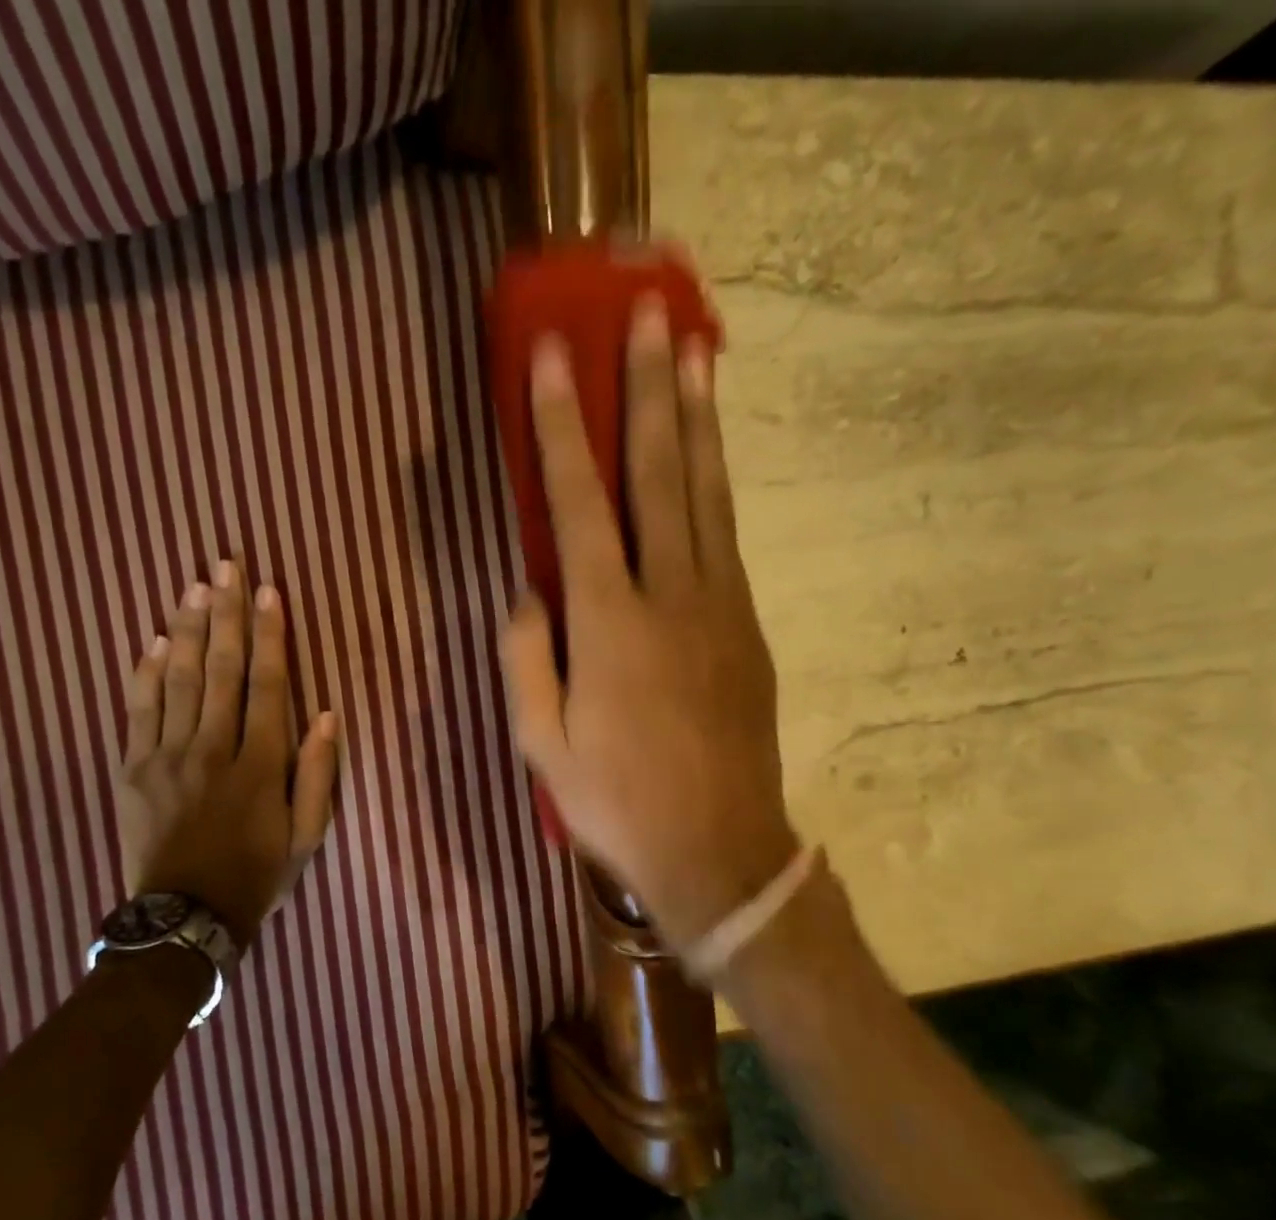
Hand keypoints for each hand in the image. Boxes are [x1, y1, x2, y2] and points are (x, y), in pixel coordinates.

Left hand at [116, 561, 338, 949]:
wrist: (184, 918)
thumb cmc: (256, 875)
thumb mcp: (307, 835)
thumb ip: (318, 774)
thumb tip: (327, 714)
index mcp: (259, 764)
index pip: (266, 684)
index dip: (270, 634)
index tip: (269, 591)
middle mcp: (212, 748)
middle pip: (219, 668)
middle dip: (225, 613)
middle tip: (226, 565)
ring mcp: (166, 756)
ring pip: (178, 680)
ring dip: (187, 629)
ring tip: (194, 586)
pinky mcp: (133, 769)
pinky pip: (138, 710)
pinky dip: (145, 672)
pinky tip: (152, 640)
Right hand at [500, 299, 798, 949]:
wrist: (718, 849)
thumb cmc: (616, 802)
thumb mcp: (541, 744)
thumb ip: (526, 659)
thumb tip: (526, 592)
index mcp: (607, 626)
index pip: (579, 505)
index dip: (562, 428)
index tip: (555, 355)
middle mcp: (670, 598)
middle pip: (659, 476)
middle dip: (648, 391)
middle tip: (649, 315)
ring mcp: (720, 608)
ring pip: (707, 496)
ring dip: (698, 421)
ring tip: (695, 353)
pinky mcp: (749, 627)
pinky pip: (728, 538)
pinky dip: (717, 485)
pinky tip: (709, 455)